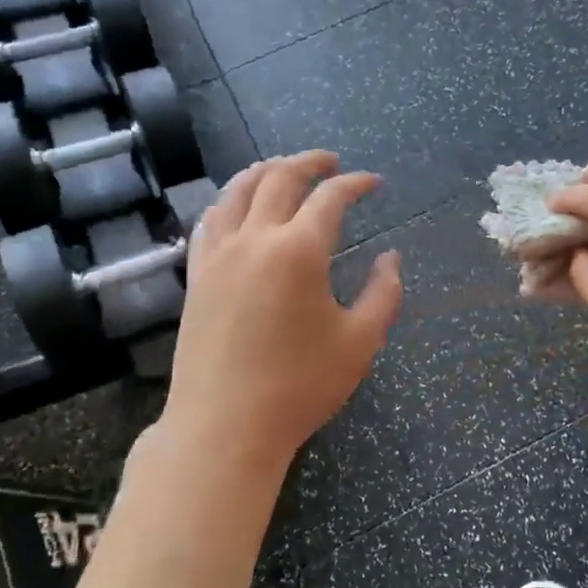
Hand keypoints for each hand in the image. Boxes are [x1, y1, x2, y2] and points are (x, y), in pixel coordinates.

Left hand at [159, 152, 401, 464]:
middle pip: (280, 179)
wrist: (225, 426)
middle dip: (310, 163)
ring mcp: (218, 255)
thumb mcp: (360, 342)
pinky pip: (211, 220)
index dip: (356, 183)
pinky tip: (238, 206)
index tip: (374, 183)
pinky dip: (230, 200)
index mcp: (299, 251)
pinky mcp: (197, 275)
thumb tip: (391, 257)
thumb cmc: (300, 386)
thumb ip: (383, 293)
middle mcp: (254, 239)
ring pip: (237, 191)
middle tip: (332, 161)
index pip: (330, 197)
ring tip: (284, 168)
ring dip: (265, 171)